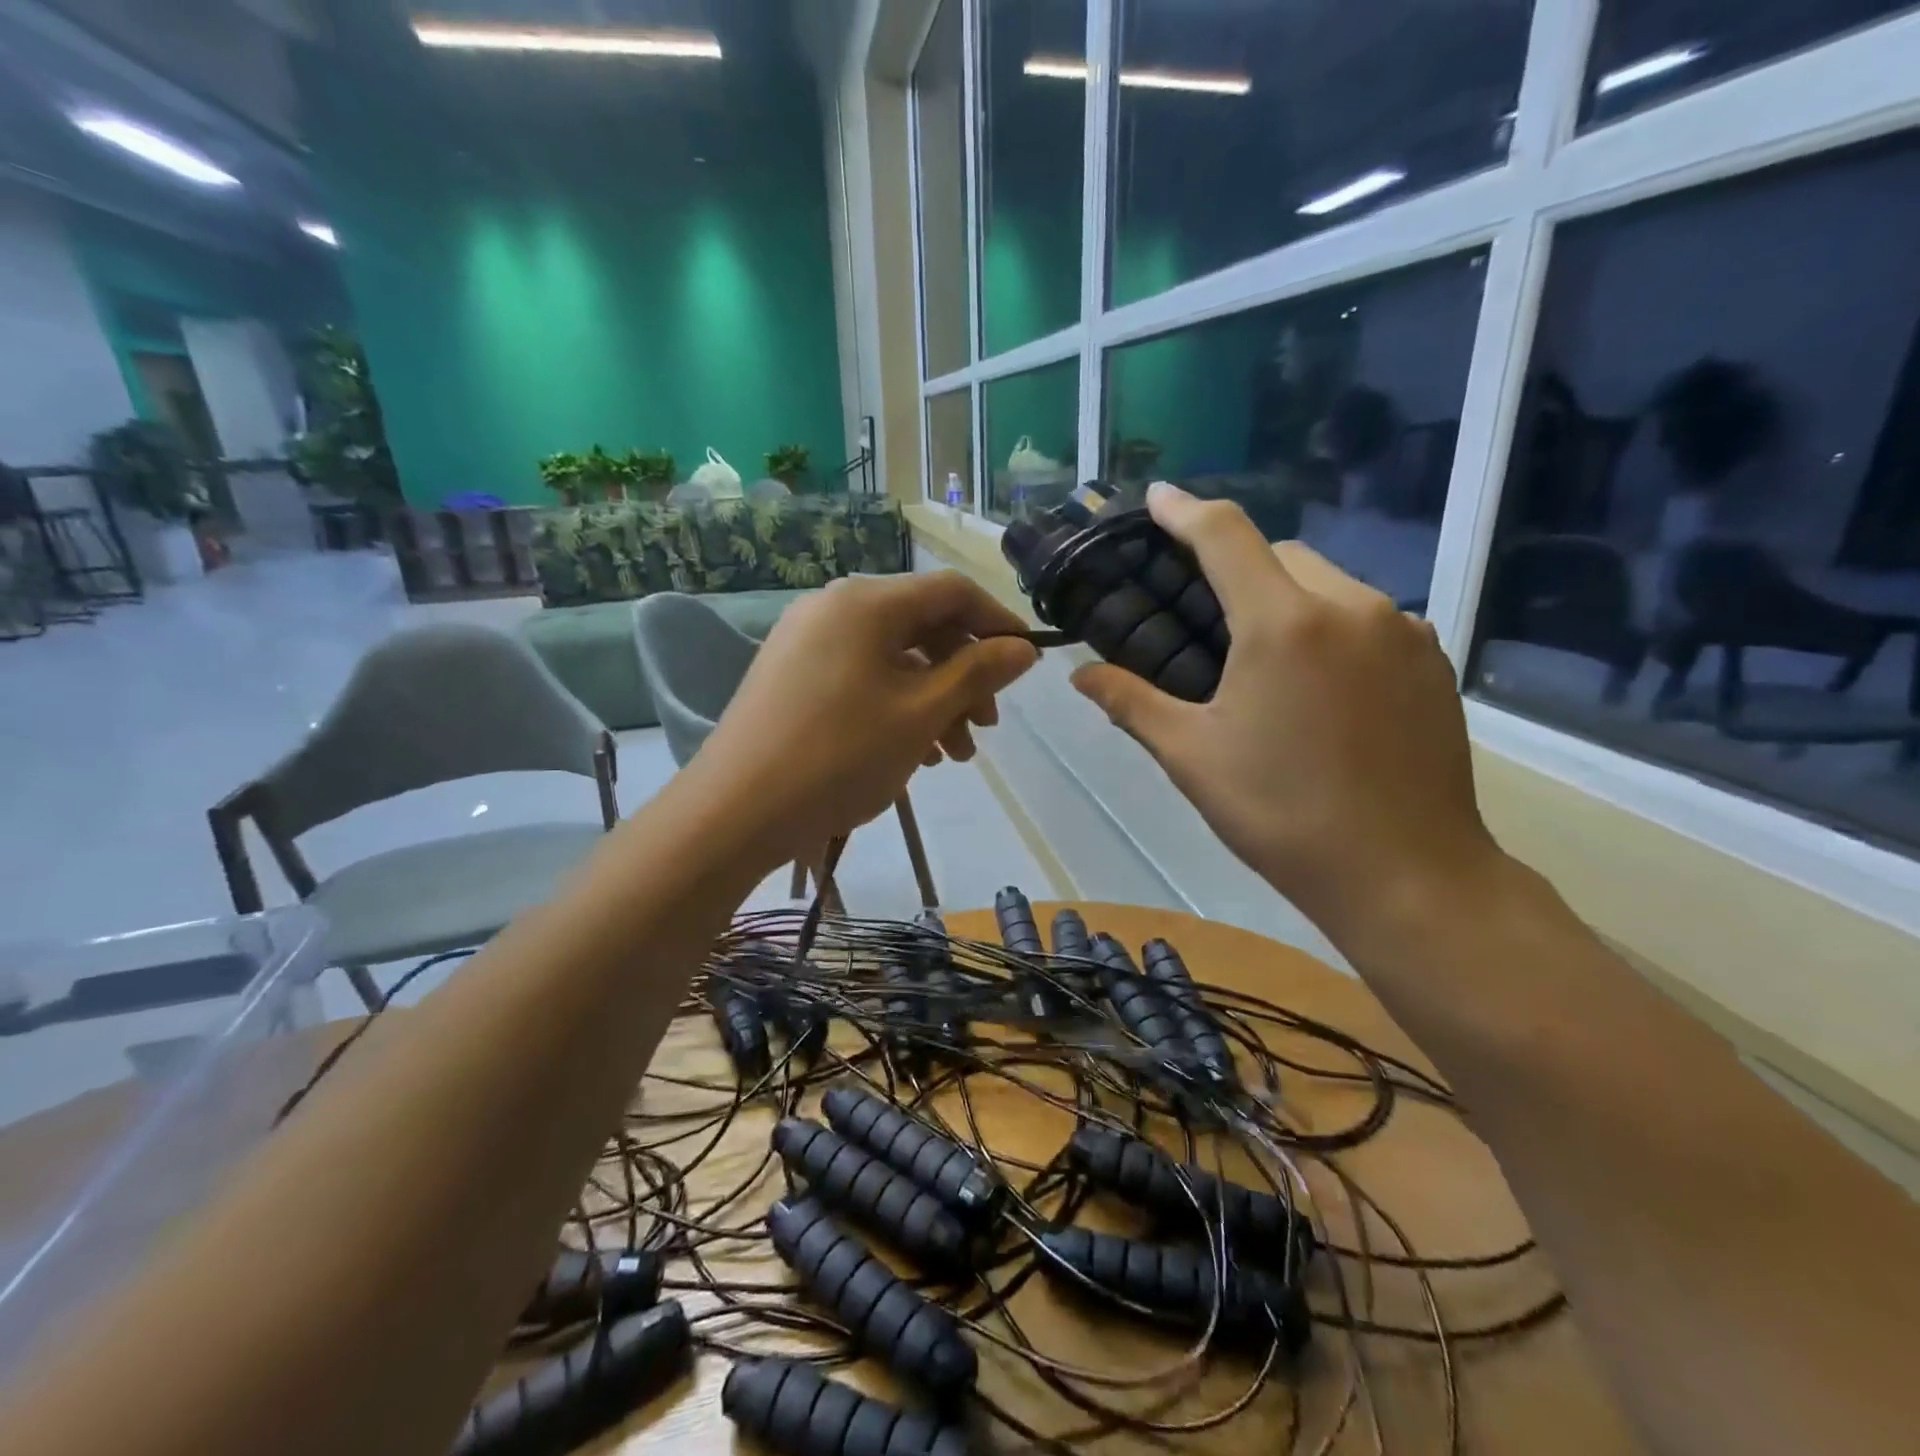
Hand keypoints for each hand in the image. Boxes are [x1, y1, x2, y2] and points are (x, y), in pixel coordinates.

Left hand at [689, 572, 1038, 867]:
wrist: (735, 812)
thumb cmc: (839, 757)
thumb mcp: (921, 714)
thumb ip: (978, 673)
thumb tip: (1024, 647)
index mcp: (867, 602)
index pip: (953, 591)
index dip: (998, 622)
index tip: (1027, 665)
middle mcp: (834, 606)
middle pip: (923, 626)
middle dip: (965, 675)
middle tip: (986, 729)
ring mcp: (806, 640)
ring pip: (893, 658)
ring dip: (934, 699)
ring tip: (953, 755)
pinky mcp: (791, 674)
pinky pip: (861, 676)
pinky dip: (896, 705)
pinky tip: (912, 751)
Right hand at [1071, 484, 1502, 946]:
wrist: (1407, 874)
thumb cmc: (1283, 814)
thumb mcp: (1192, 758)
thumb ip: (1132, 703)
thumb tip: (1081, 676)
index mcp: (1282, 623)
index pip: (1225, 535)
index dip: (1184, 510)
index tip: (1156, 498)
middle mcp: (1350, 607)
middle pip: (1282, 554)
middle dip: (1239, 566)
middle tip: (1207, 616)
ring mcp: (1403, 631)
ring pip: (1331, 584)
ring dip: (1288, 598)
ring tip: (1264, 661)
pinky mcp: (1433, 661)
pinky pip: (1370, 618)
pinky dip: (1332, 628)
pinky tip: (1321, 687)